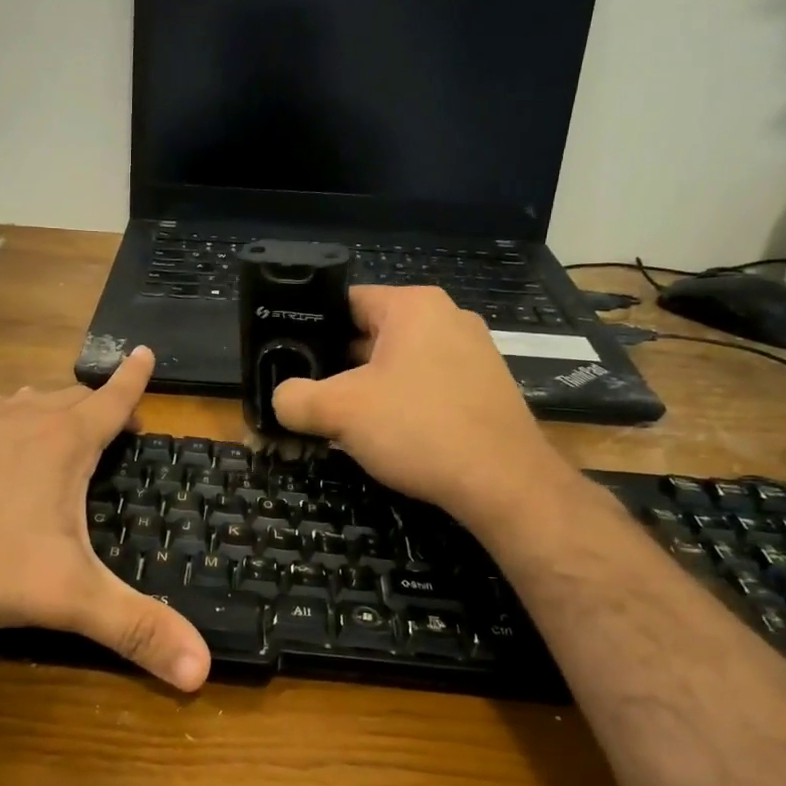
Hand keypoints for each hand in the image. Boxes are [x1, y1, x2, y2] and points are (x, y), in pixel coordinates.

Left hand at [0, 348, 210, 691]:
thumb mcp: (66, 597)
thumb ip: (134, 629)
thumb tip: (203, 670)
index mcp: (60, 442)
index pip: (110, 400)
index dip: (132, 379)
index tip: (143, 352)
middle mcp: (17, 418)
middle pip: (65, 397)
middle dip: (92, 404)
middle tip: (108, 421)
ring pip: (17, 401)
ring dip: (42, 408)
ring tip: (51, 422)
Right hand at [271, 286, 568, 521]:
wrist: (504, 484)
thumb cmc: (419, 428)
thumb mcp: (340, 411)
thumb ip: (295, 399)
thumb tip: (280, 400)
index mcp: (413, 306)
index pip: (346, 301)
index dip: (310, 328)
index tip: (286, 357)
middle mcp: (447, 318)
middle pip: (370, 333)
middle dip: (336, 365)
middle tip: (305, 393)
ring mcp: (472, 353)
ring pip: (398, 364)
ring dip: (366, 388)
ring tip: (337, 418)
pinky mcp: (484, 388)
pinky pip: (426, 385)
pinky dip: (400, 404)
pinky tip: (384, 435)